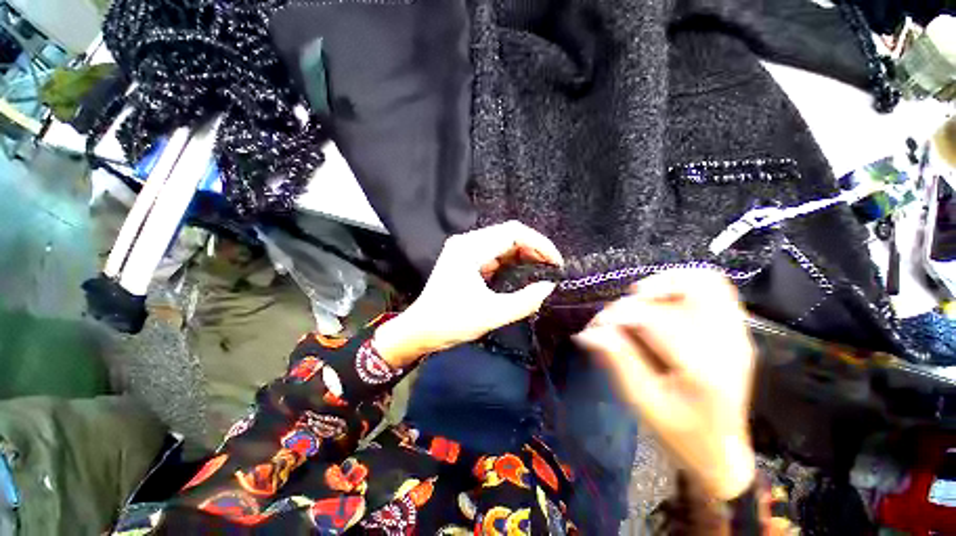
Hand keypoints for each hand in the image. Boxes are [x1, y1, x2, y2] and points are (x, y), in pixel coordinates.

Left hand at [374, 221, 562, 367]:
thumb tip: (549, 287)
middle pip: (508, 234)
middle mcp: (467, 242)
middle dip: (534, 248)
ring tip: (543, 270)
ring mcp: (465, 249)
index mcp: (470, 248)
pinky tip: (524, 272)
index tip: (556, 263)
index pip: (513, 232)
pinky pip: (494, 253)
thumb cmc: (451, 322)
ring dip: (524, 254)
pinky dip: (512, 261)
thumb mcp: (491, 314)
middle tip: (552, 268)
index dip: (539, 243)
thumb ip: (525, 301)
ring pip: (502, 243)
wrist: (420, 331)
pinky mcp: (465, 259)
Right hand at [575, 269, 756, 499]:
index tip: (593, 328)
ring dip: (664, 282)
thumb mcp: (641, 402)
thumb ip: (617, 360)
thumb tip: (589, 332)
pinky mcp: (735, 329)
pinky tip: (663, 297)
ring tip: (640, 298)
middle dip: (637, 300)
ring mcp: (736, 333)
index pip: (652, 318)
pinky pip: (716, 287)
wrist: (721, 449)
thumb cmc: (680, 433)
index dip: (616, 316)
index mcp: (703, 368)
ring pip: (704, 281)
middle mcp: (727, 343)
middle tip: (617, 316)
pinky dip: (685, 282)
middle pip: (681, 292)